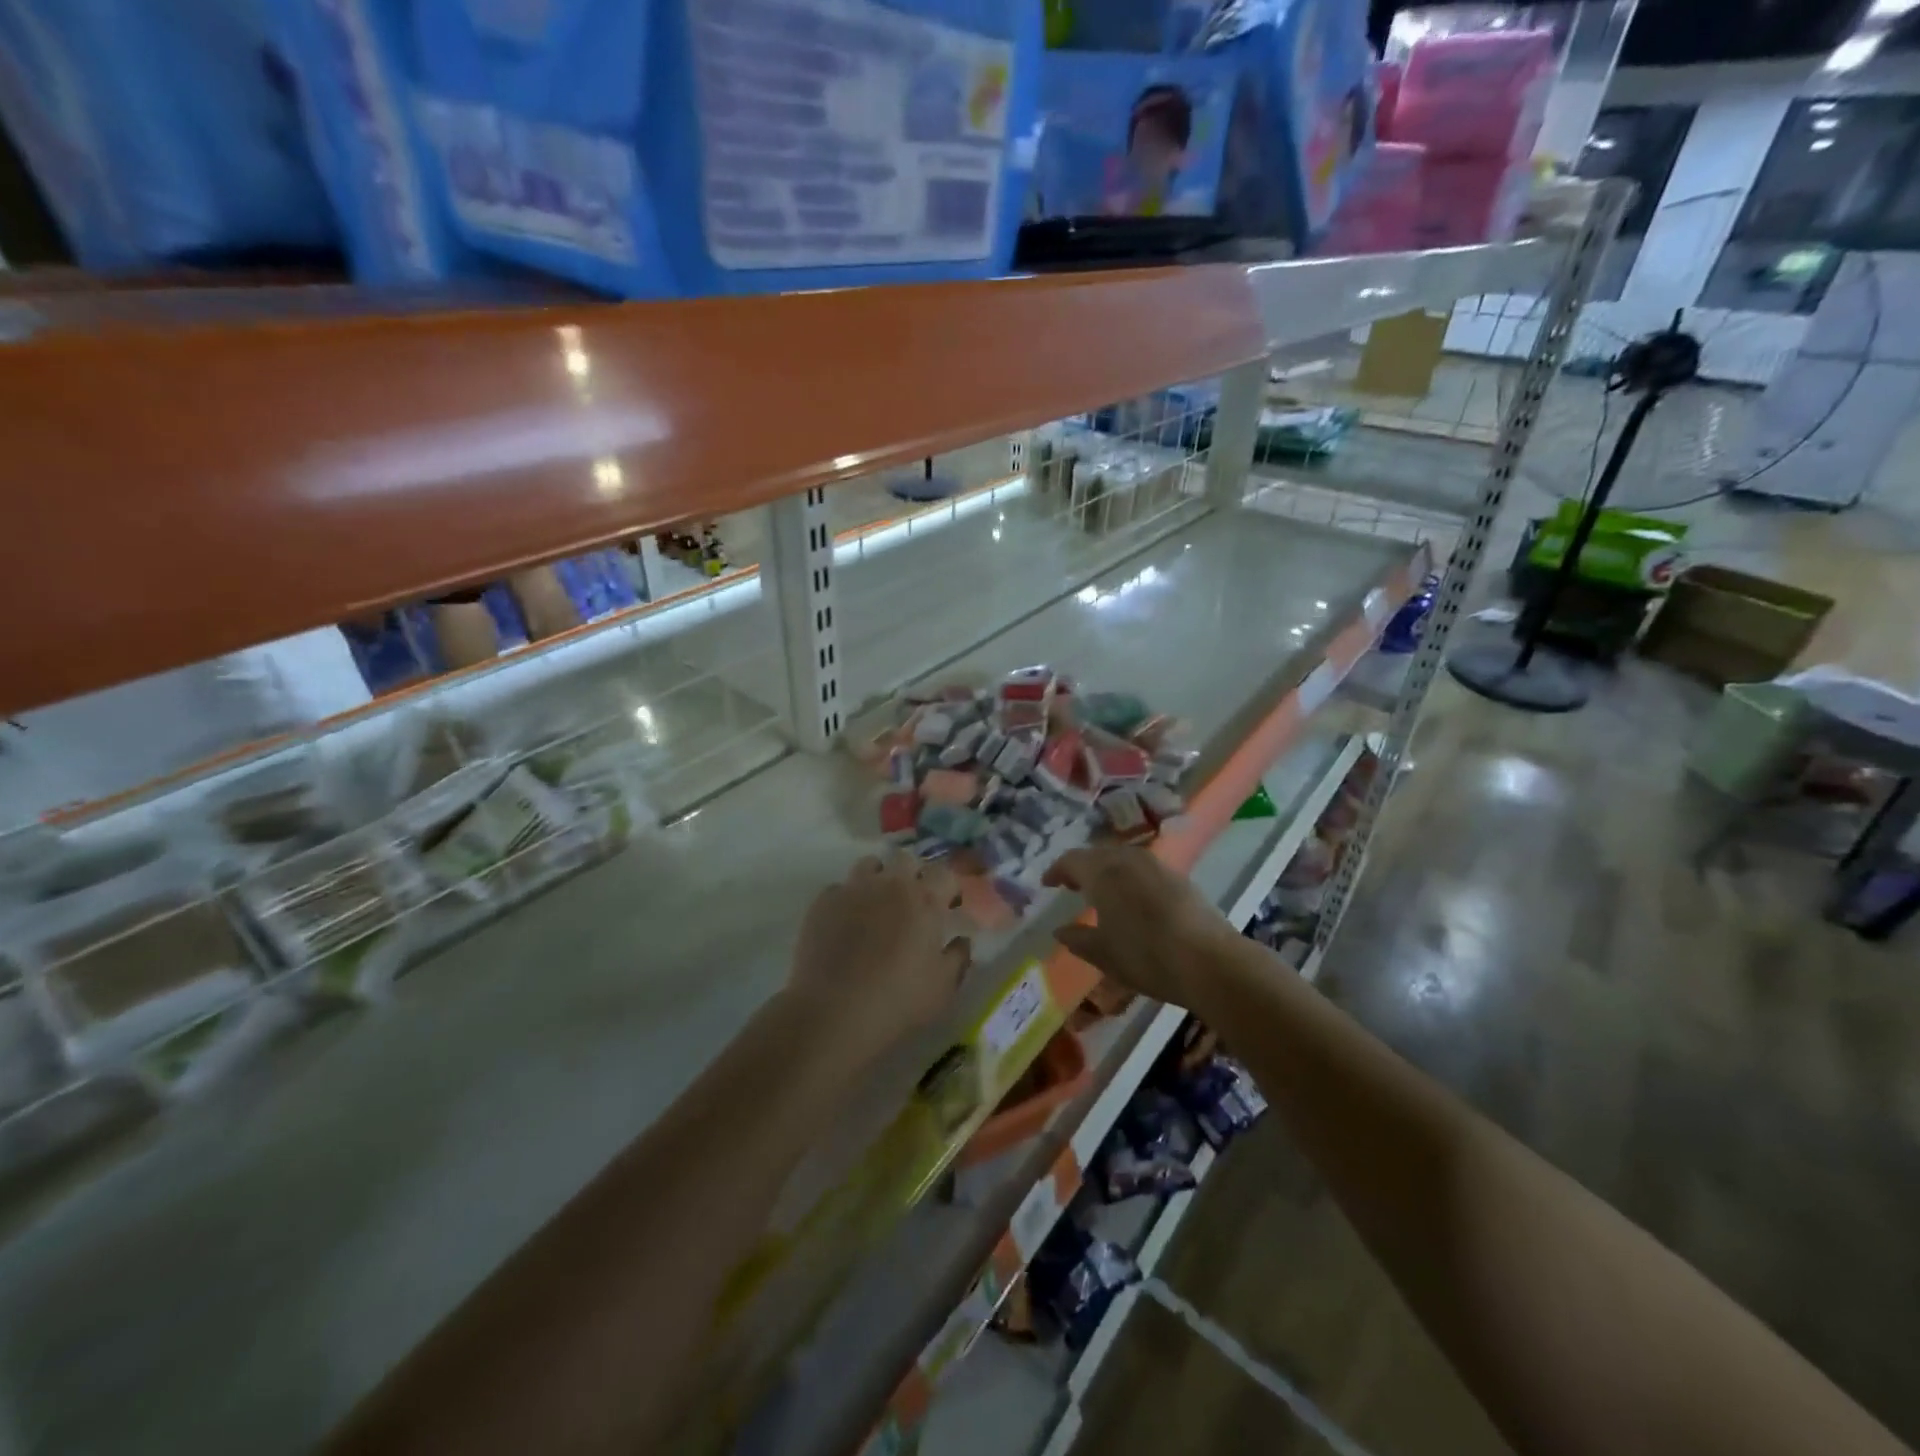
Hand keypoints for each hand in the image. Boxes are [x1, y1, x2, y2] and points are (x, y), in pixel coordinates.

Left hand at [787, 853, 972, 1065]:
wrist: (834, 1010)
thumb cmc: (898, 999)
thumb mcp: (943, 987)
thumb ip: (958, 957)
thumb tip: (962, 940)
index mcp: (925, 900)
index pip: (945, 873)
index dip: (949, 887)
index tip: (949, 905)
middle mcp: (890, 884)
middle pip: (906, 860)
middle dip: (913, 875)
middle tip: (913, 903)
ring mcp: (854, 889)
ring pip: (870, 865)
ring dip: (879, 878)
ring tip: (877, 905)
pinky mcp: (823, 902)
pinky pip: (839, 888)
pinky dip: (847, 899)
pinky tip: (846, 922)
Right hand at [1043, 846, 1236, 1009]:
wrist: (1210, 961)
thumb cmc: (1147, 956)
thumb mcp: (1104, 954)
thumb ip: (1078, 939)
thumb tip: (1060, 930)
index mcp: (1103, 873)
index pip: (1072, 860)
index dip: (1057, 871)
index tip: (1048, 884)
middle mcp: (1128, 860)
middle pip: (1098, 854)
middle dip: (1082, 867)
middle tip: (1072, 885)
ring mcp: (1157, 866)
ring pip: (1123, 858)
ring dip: (1108, 870)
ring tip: (1101, 891)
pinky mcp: (1179, 878)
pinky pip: (1143, 869)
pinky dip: (1130, 878)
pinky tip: (1133, 899)